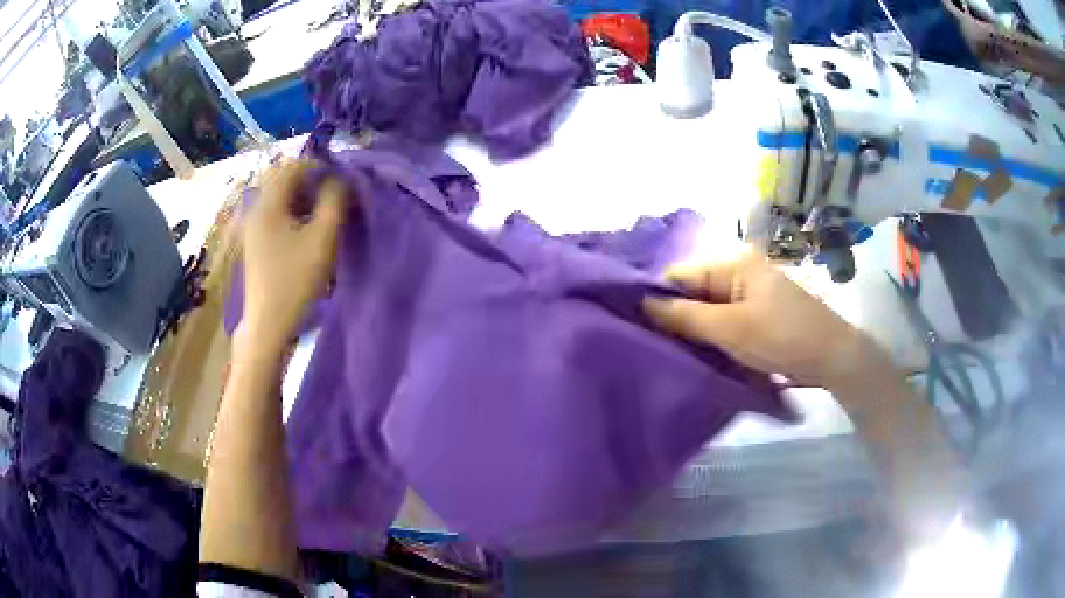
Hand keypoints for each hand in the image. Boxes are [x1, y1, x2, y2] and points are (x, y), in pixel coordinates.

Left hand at [240, 160, 347, 352]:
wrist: (268, 324)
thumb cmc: (295, 281)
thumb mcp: (322, 239)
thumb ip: (334, 201)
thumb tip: (340, 178)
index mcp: (268, 204)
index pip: (292, 166)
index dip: (318, 166)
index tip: (340, 180)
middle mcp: (256, 209)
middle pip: (283, 179)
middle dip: (311, 181)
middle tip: (333, 197)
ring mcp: (253, 227)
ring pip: (280, 197)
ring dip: (303, 197)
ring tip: (323, 215)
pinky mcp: (256, 242)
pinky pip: (275, 214)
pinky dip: (293, 213)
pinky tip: (306, 232)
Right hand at [643, 253, 891, 388]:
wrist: (833, 358)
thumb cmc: (782, 337)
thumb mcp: (731, 329)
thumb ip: (686, 317)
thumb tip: (643, 304)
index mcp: (735, 265)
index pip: (682, 275)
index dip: (658, 298)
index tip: (636, 326)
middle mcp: (741, 274)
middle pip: (695, 293)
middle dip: (676, 319)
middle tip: (653, 348)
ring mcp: (752, 296)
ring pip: (710, 311)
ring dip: (695, 332)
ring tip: (671, 356)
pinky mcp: (760, 317)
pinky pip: (726, 323)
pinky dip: (713, 339)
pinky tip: (700, 357)